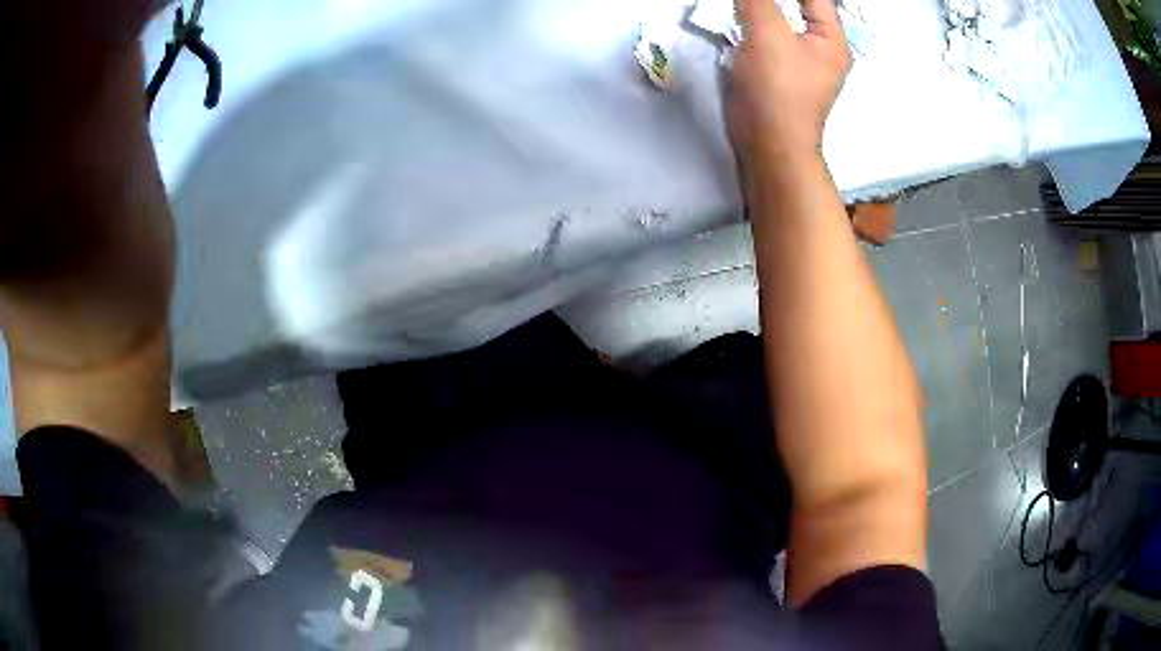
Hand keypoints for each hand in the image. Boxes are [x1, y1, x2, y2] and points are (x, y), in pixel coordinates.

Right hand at [728, 0, 851, 164]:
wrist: (768, 143)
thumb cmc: (778, 88)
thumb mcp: (768, 33)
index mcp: (831, 39)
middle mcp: (820, 48)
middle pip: (799, 5)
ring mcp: (798, 60)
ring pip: (780, 19)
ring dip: (762, 6)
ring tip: (745, 4)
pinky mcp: (777, 71)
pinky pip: (766, 35)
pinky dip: (753, 22)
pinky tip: (738, 15)